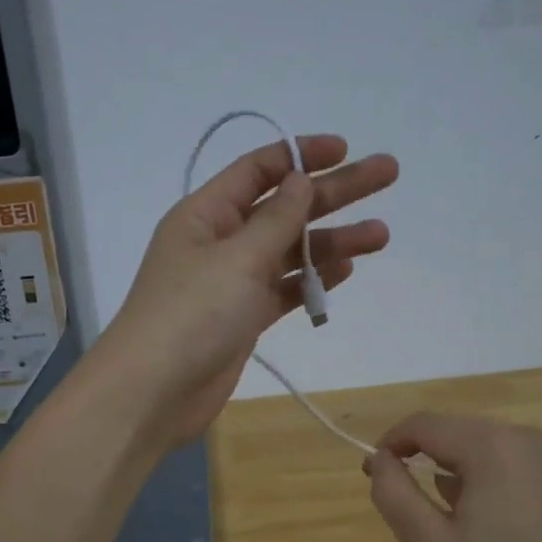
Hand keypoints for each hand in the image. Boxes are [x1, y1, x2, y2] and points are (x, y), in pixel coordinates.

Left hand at [90, 135, 397, 449]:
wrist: (154, 392)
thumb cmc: (191, 313)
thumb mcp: (237, 258)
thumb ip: (276, 219)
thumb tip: (300, 180)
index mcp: (206, 214)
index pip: (258, 170)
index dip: (301, 156)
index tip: (345, 149)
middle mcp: (220, 241)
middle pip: (284, 207)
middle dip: (334, 192)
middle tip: (387, 175)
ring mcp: (232, 282)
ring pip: (290, 251)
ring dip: (333, 240)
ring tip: (381, 234)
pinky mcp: (244, 318)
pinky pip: (284, 289)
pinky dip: (313, 279)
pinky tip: (347, 268)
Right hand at [365, 414, 541, 541]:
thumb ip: (395, 495)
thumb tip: (380, 459)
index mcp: (490, 446)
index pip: (423, 424)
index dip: (392, 444)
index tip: (378, 473)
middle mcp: (529, 435)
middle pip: (462, 434)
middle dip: (434, 462)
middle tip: (429, 512)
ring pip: (497, 448)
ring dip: (474, 472)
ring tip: (478, 527)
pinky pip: (531, 463)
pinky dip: (510, 481)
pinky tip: (521, 528)